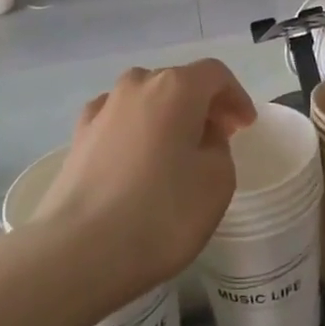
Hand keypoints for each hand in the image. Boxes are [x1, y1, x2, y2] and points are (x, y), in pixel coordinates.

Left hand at [32, 59, 254, 310]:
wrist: (78, 250)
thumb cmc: (161, 213)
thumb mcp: (217, 182)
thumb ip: (218, 147)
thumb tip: (200, 136)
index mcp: (176, 87)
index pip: (215, 75)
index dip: (235, 96)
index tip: (246, 126)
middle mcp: (137, 84)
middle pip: (179, 83)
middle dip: (202, 105)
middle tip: (219, 136)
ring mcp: (102, 108)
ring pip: (146, 100)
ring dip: (167, 116)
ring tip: (177, 150)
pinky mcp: (78, 136)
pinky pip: (118, 121)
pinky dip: (135, 131)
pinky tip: (136, 159)